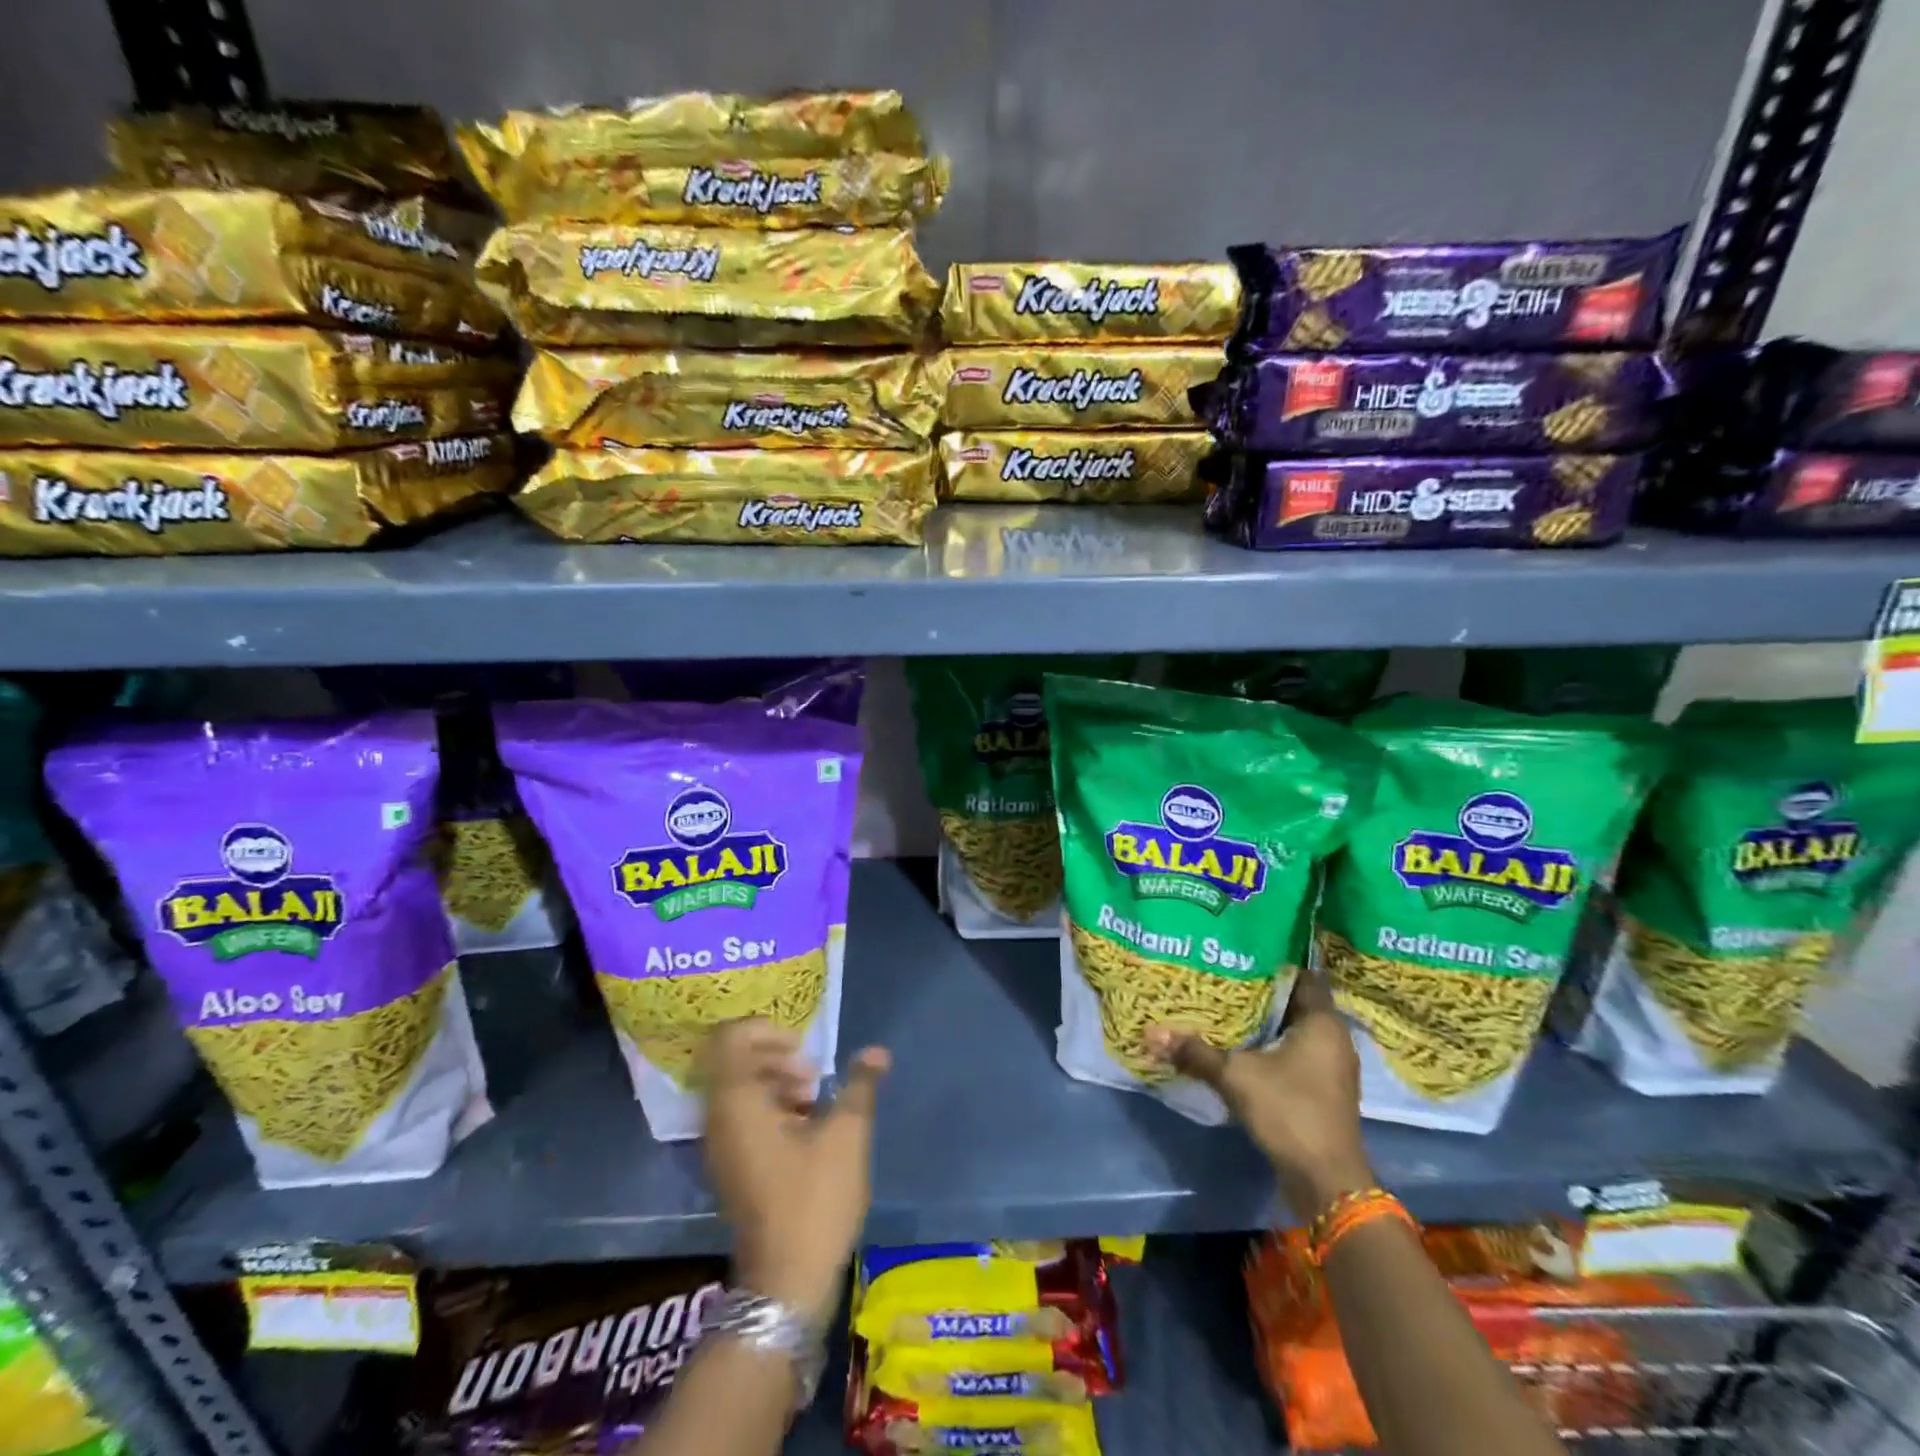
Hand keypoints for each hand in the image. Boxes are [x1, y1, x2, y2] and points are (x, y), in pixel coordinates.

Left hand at [700, 1018, 889, 1327]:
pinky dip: (773, 1109)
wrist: (786, 1284)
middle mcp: (719, 1120)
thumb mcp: (846, 1136)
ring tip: (816, 1103)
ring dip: (779, 1084)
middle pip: (737, 1062)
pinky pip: (745, 1117)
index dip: (765, 1031)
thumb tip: (876, 1051)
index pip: (730, 1038)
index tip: (803, 1049)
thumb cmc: (813, 1200)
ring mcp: (721, 1147)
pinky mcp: (732, 1168)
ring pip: (743, 1090)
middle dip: (779, 1058)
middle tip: (814, 1078)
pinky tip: (807, 1130)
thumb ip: (859, 1085)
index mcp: (737, 1103)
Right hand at [1145, 971, 1373, 1217]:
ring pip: (1295, 1030)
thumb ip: (1196, 1052)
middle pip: (1295, 1003)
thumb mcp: (1236, 1076)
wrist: (1326, 1181)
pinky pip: (1296, 1054)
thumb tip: (1151, 1033)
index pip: (1303, 975)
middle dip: (1262, 992)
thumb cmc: (1290, 1112)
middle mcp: (1334, 1039)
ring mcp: (1331, 1068)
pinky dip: (1272, 1047)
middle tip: (1223, 976)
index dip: (1274, 961)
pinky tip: (1241, 1045)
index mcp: (1323, 1023)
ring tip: (1226, 1007)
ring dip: (1265, 1022)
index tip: (1241, 952)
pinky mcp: (1323, 1090)